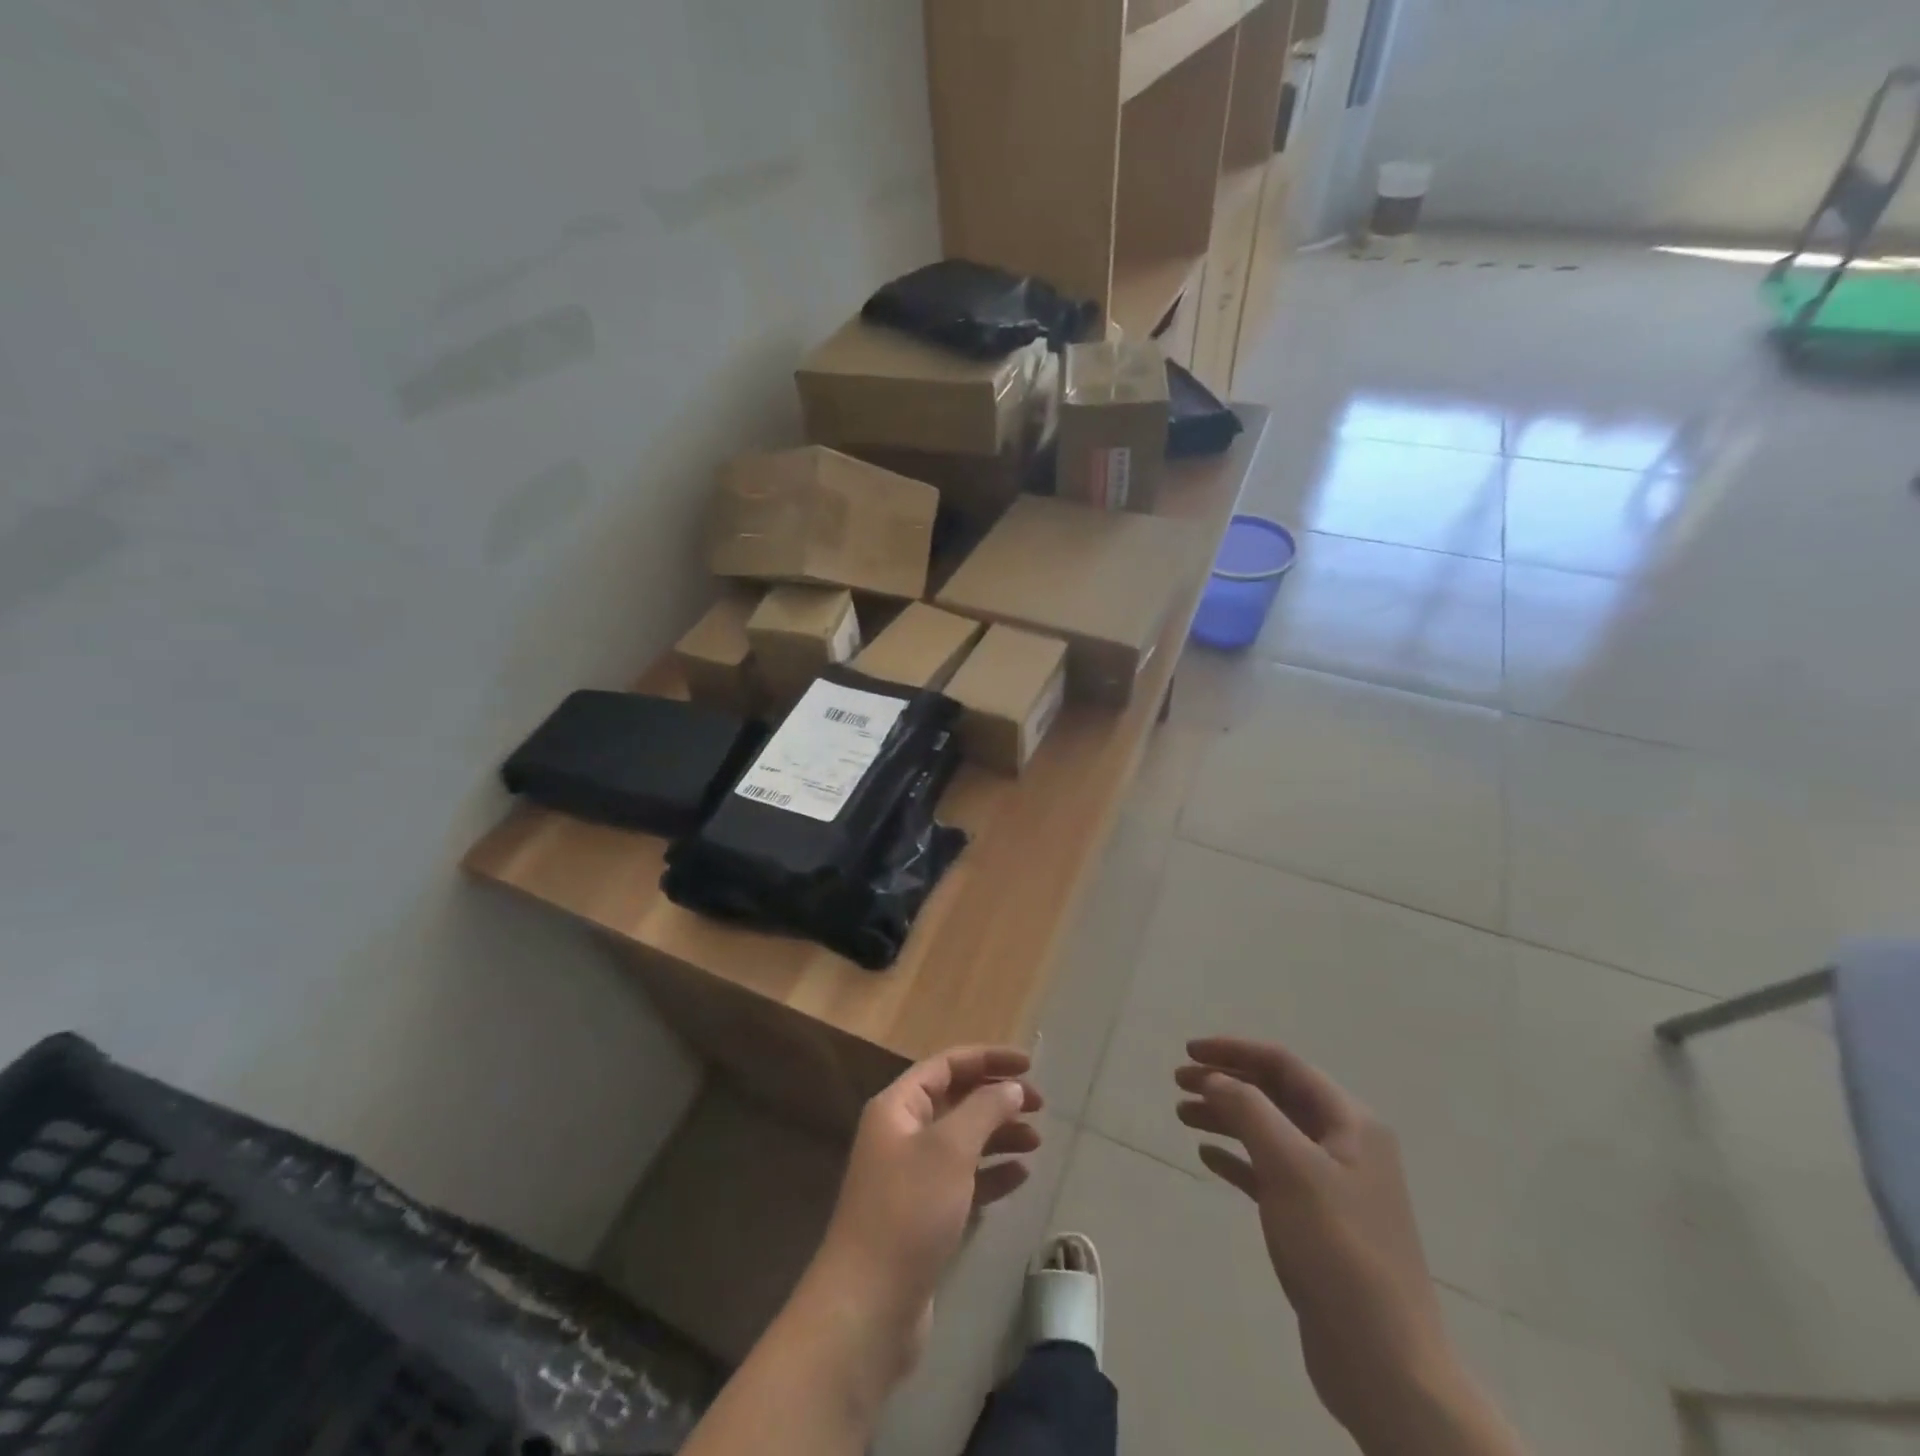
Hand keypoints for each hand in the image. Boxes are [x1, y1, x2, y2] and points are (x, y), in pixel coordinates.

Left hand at [809, 1046, 1042, 1384]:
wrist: (868, 1306)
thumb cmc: (908, 1211)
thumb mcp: (950, 1149)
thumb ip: (984, 1110)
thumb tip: (1012, 1088)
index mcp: (898, 1107)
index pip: (947, 1065)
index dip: (988, 1059)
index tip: (1029, 1065)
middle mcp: (901, 1134)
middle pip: (955, 1100)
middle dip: (996, 1098)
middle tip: (1039, 1106)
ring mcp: (911, 1176)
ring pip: (962, 1141)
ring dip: (998, 1135)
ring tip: (1037, 1142)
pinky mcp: (923, 1215)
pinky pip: (962, 1180)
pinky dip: (990, 1174)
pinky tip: (1020, 1176)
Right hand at [1174, 1037, 1452, 1441]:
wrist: (1384, 1362)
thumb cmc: (1338, 1249)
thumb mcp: (1290, 1167)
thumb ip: (1249, 1110)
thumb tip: (1216, 1077)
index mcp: (1350, 1122)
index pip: (1284, 1064)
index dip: (1234, 1051)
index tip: (1189, 1051)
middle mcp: (1345, 1145)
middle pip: (1276, 1094)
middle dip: (1227, 1082)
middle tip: (1179, 1082)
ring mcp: (1333, 1186)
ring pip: (1269, 1132)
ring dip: (1226, 1117)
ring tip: (1182, 1115)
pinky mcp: (1317, 1223)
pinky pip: (1270, 1173)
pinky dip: (1238, 1159)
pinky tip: (1207, 1159)